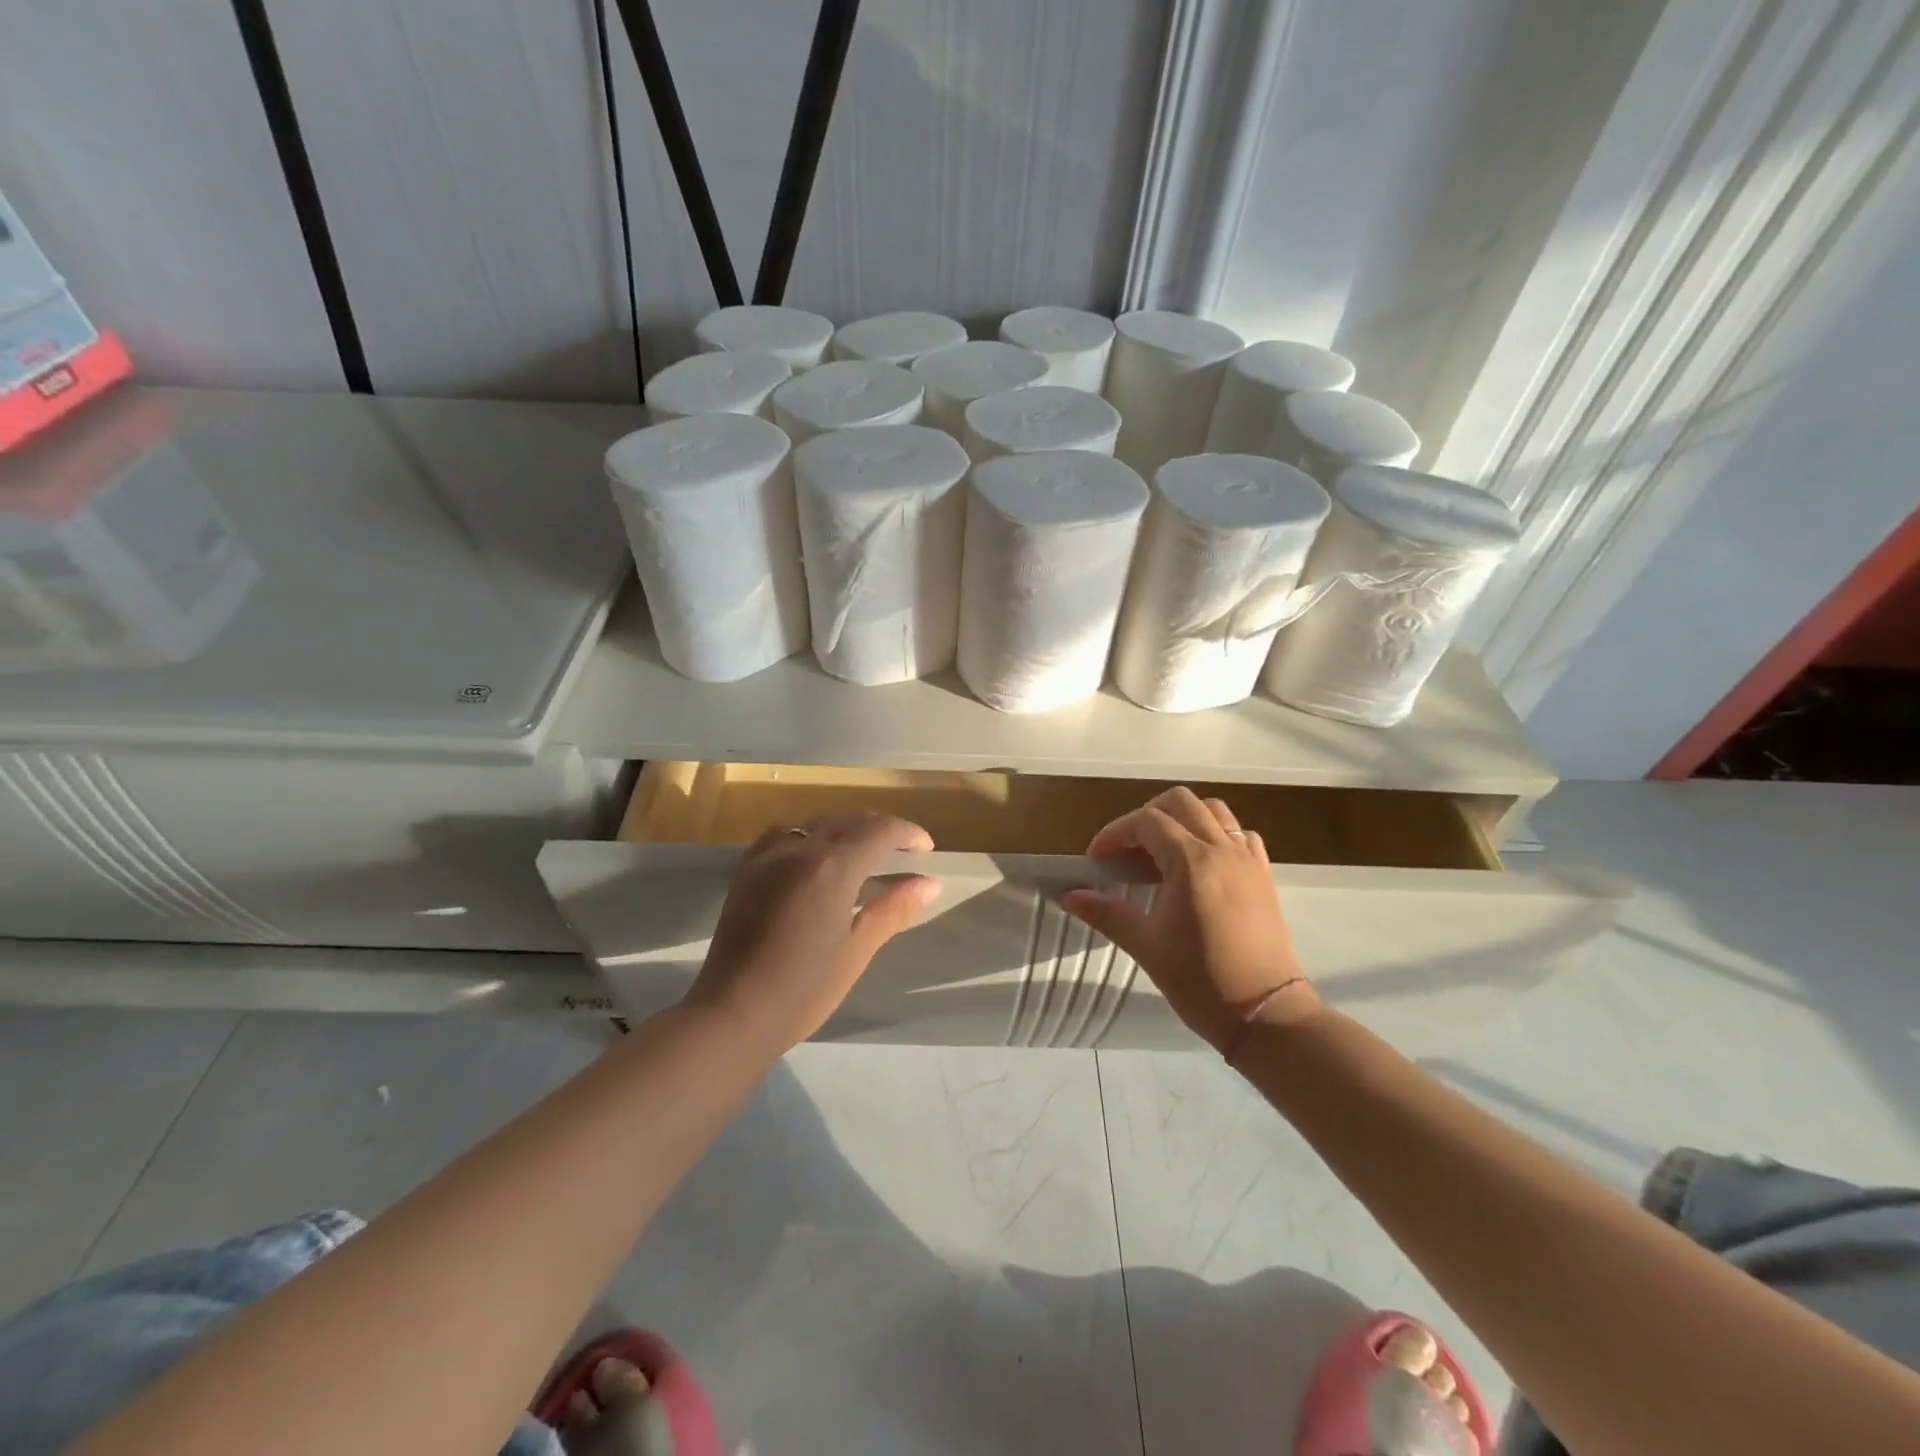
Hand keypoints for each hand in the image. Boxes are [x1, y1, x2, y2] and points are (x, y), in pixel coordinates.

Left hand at [686, 812, 938, 1055]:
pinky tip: (811, 857)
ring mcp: (768, 857)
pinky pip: (781, 834)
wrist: (733, 1013)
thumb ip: (893, 909)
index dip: (907, 833)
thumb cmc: (803, 990)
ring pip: (814, 822)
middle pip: (847, 820)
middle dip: (879, 828)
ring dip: (843, 827)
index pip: (879, 831)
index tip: (925, 848)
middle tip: (901, 850)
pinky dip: (805, 835)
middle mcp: (799, 850)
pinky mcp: (746, 870)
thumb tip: (929, 883)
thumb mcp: (856, 950)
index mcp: (832, 868)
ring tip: (859, 850)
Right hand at [1061, 787, 1320, 1053]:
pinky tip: (1200, 864)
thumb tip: (1069, 896)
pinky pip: (1239, 835)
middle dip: (1147, 816)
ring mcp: (1248, 860)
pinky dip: (1215, 835)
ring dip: (1182, 819)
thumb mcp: (1147, 946)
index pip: (1146, 822)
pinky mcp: (1264, 876)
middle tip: (1127, 849)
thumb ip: (1106, 913)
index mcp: (1192, 862)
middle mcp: (1222, 850)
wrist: (1267, 1016)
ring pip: (1214, 811)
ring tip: (1162, 852)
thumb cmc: (1201, 982)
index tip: (1097, 858)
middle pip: (1181, 803)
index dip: (1115, 833)